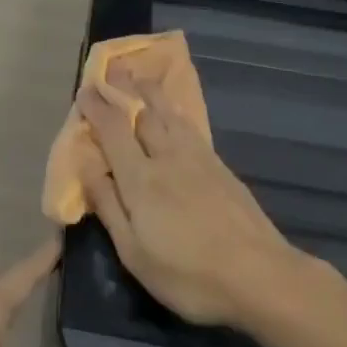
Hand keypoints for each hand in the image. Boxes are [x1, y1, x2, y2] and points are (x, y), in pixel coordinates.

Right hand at [77, 71, 298, 327]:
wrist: (261, 277)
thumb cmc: (189, 275)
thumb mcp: (135, 253)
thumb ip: (108, 206)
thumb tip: (86, 166)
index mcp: (140, 179)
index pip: (113, 131)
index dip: (97, 108)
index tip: (84, 90)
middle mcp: (167, 158)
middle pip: (143, 113)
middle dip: (125, 89)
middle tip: (113, 69)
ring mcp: (198, 159)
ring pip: (170, 114)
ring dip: (152, 92)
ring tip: (142, 77)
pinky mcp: (221, 167)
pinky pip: (190, 126)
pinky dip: (176, 110)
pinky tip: (175, 111)